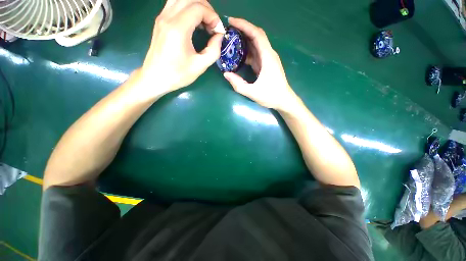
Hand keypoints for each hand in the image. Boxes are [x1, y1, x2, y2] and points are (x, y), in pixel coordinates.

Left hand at [138, 0, 222, 97]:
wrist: (155, 77)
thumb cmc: (178, 74)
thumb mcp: (200, 66)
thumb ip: (214, 50)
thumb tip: (219, 36)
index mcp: (178, 29)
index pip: (198, 7)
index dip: (213, 17)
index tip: (218, 31)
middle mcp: (168, 17)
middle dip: (207, 9)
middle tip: (212, 26)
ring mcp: (162, 17)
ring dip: (197, 6)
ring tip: (204, 23)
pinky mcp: (160, 21)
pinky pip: (176, 4)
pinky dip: (188, 9)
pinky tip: (194, 23)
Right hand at [223, 18, 297, 111]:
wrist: (284, 100)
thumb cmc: (271, 96)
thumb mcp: (253, 92)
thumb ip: (239, 84)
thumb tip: (226, 74)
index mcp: (268, 57)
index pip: (256, 34)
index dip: (244, 25)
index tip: (231, 22)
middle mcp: (269, 55)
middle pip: (256, 36)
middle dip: (243, 30)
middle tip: (228, 31)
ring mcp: (268, 59)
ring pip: (256, 44)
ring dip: (244, 40)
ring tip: (231, 41)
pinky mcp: (266, 65)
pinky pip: (256, 53)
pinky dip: (247, 51)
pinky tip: (239, 54)